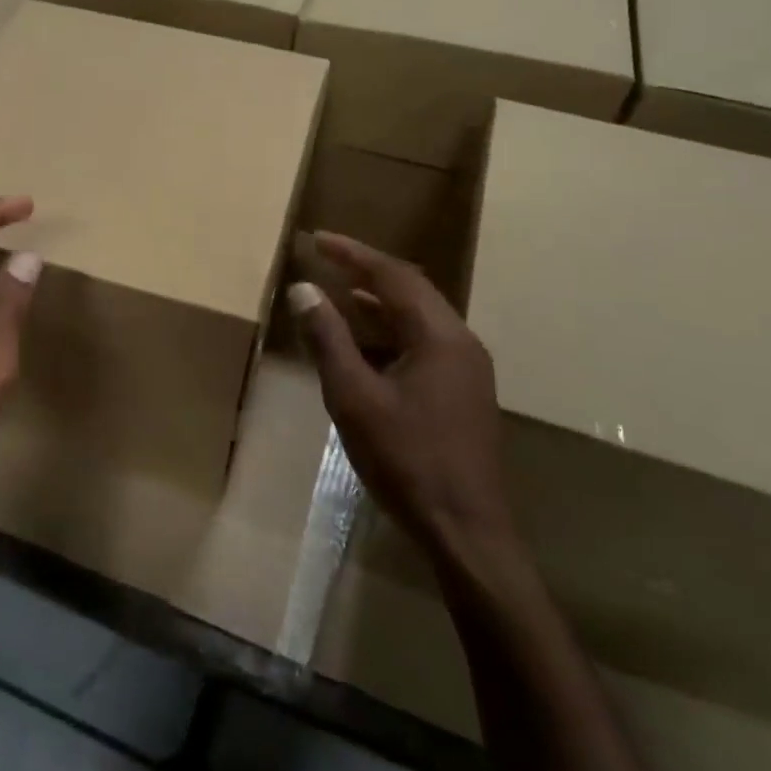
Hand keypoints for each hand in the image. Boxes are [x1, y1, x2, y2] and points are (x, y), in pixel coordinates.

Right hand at [288, 232, 516, 561]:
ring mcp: (467, 368)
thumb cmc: (406, 459)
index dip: (353, 253)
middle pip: (411, 289)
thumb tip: (303, 290)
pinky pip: (425, 342)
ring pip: (419, 317)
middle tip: (326, 259)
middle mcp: (461, 341)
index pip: (393, 275)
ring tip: (340, 294)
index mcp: (439, 335)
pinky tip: (367, 345)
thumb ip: (328, 339)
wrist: (466, 530)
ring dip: (380, 302)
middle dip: (367, 270)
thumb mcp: (354, 397)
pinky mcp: (464, 392)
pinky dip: (392, 331)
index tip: (317, 240)